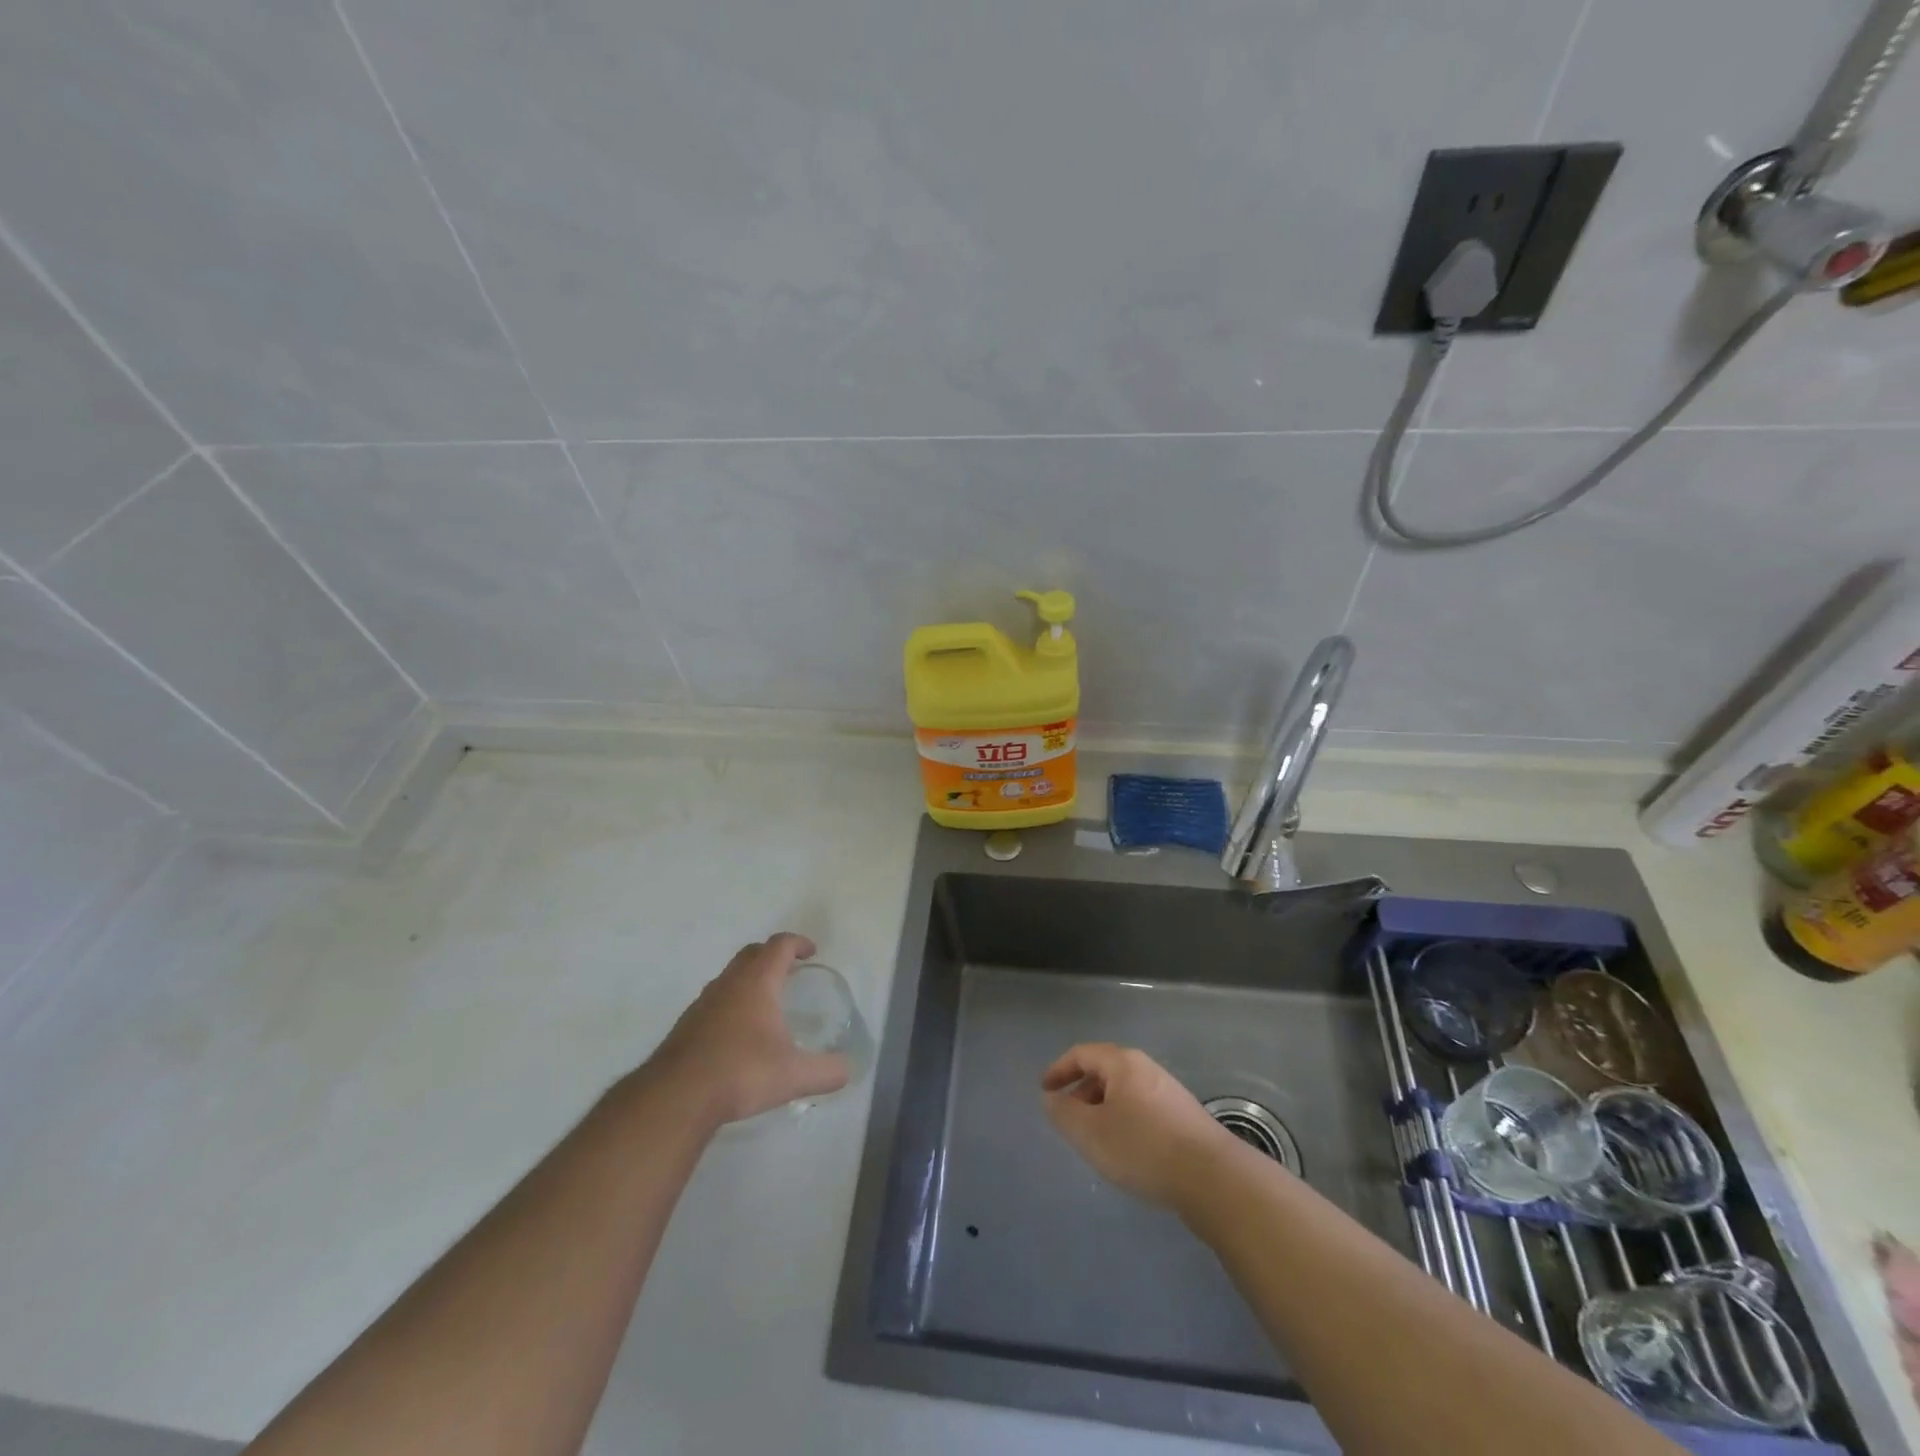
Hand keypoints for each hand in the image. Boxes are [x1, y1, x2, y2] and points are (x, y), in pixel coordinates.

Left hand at [647, 933, 849, 1124]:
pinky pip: (715, 1000)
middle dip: (773, 955)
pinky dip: (732, 1003)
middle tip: (790, 970)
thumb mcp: (793, 1076)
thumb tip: (848, 1070)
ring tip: (766, 1002)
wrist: (676, 1097)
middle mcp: (729, 984)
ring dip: (749, 979)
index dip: (798, 943)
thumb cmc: (740, 1073)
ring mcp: (703, 1002)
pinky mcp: (686, 1025)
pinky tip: (738, 1033)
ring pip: (730, 976)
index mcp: (757, 982)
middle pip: (752, 953)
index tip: (811, 952)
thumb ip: (826, 1071)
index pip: (779, 946)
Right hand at [1040, 1043, 1238, 1208]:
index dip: (1059, 1070)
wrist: (1212, 1177)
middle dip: (1081, 1091)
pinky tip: (1127, 1152)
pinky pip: (1142, 1108)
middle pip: (1104, 1070)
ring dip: (1103, 1109)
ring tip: (1095, 1139)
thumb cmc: (1142, 1147)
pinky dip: (1124, 1120)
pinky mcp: (1184, 1116)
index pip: (1082, 1054)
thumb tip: (1052, 1099)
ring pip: (1124, 1092)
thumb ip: (1064, 1113)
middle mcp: (1146, 1068)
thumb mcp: (1091, 1132)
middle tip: (1068, 1119)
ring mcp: (1168, 1091)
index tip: (1044, 1091)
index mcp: (1122, 1063)